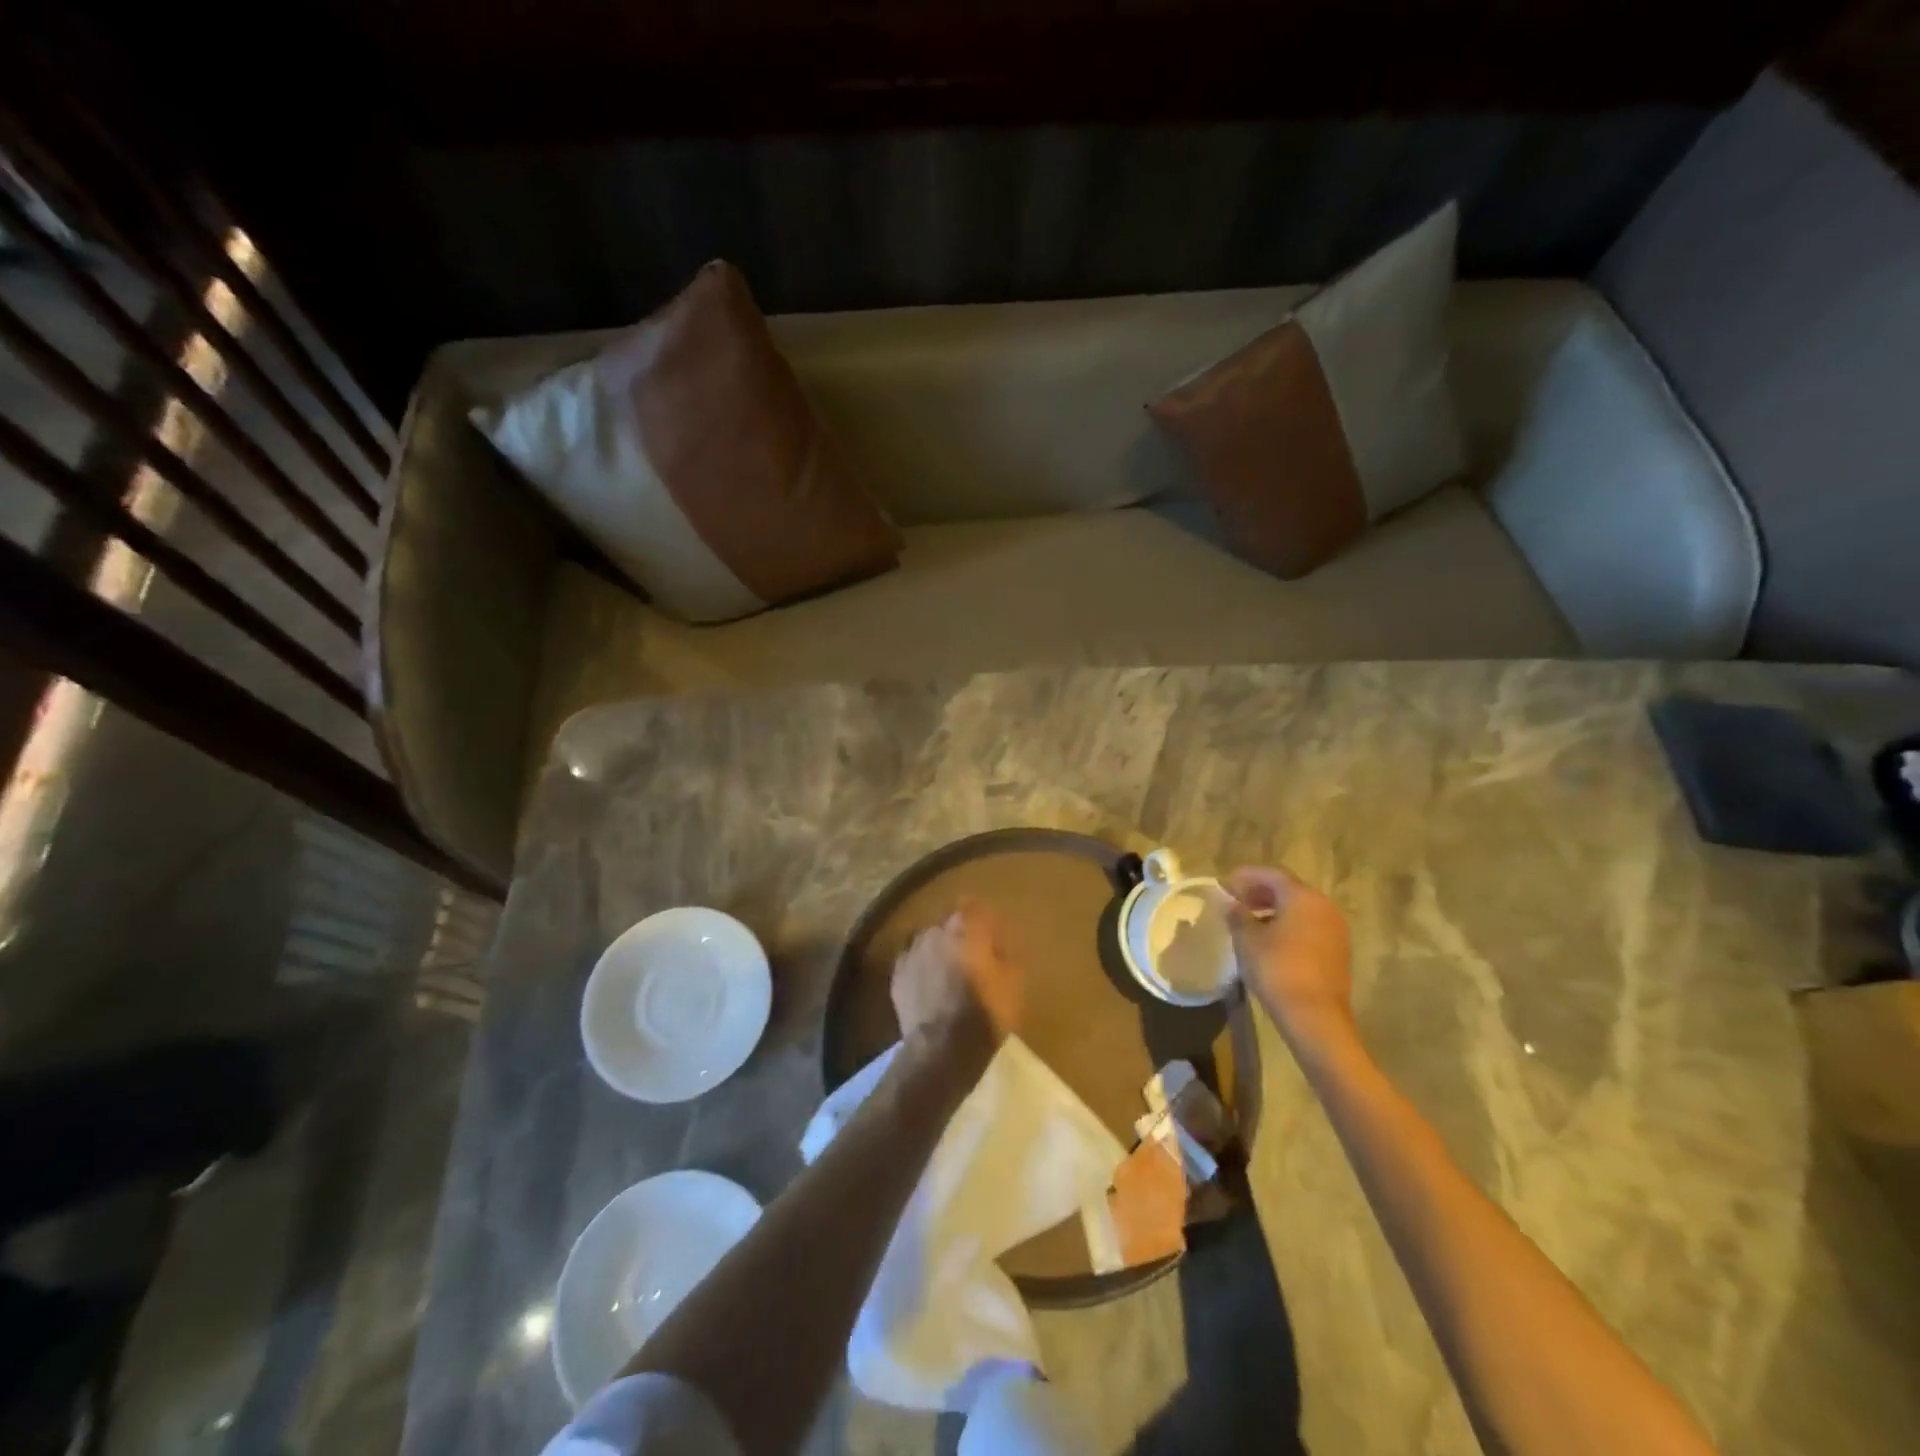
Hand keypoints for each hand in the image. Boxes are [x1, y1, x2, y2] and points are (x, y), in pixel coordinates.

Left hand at [890, 897, 1023, 1075]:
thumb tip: (1000, 944)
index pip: (973, 906)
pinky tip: (927, 982)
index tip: (992, 933)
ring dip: (937, 949)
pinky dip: (919, 966)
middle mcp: (935, 930)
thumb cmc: (985, 1013)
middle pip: (948, 922)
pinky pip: (910, 960)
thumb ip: (1007, 954)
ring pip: (927, 940)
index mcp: (966, 927)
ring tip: (947, 970)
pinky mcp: (896, 974)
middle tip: (972, 955)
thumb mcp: (1013, 983)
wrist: (942, 1048)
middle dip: (959, 934)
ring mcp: (912, 950)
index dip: (982, 918)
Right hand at [1225, 866, 1354, 1050]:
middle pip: (1289, 890)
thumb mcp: (1247, 940)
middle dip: (1262, 892)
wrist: (1315, 1016)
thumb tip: (1232, 904)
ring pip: (1301, 909)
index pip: (1273, 874)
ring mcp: (1335, 930)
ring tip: (1251, 921)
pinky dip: (1289, 926)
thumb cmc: (1277, 969)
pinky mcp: (1338, 951)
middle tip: (1238, 900)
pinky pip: (1310, 927)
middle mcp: (1324, 907)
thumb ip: (1238, 916)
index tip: (1227, 882)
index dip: (1248, 876)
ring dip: (1275, 910)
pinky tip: (1271, 940)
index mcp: (1302, 897)